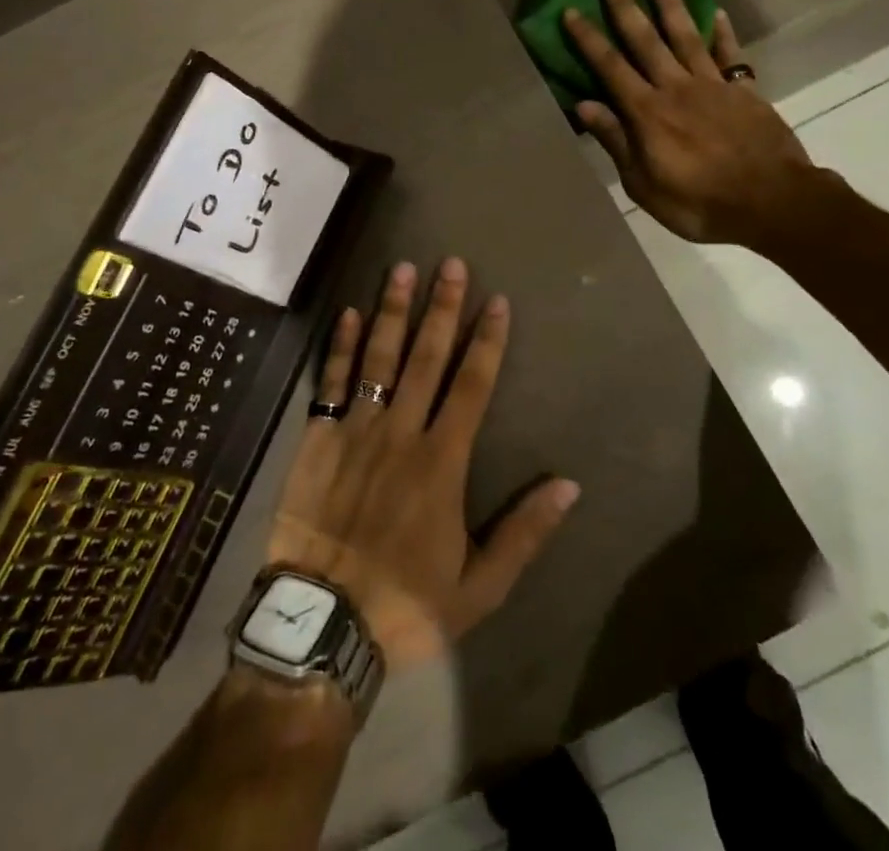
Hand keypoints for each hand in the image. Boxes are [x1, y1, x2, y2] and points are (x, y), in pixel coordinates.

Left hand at [268, 258, 580, 671]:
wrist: (319, 625)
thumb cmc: (404, 605)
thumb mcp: (478, 586)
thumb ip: (524, 532)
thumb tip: (569, 485)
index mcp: (442, 461)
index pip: (473, 385)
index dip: (487, 340)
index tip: (497, 301)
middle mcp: (401, 431)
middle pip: (427, 357)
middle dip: (442, 307)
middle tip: (451, 263)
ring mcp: (356, 430)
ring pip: (380, 357)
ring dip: (394, 311)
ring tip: (403, 268)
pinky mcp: (319, 438)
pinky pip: (333, 382)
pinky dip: (343, 346)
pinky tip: (350, 312)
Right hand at [562, 0, 825, 245]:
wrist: (772, 203)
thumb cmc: (699, 203)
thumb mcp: (644, 184)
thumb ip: (616, 141)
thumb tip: (584, 105)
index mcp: (647, 112)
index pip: (610, 66)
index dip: (589, 38)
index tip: (572, 11)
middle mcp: (676, 88)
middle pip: (645, 39)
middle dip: (625, 5)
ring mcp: (713, 85)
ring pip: (685, 34)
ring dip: (669, 2)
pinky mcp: (744, 91)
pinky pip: (730, 54)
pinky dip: (722, 32)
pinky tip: (715, 13)